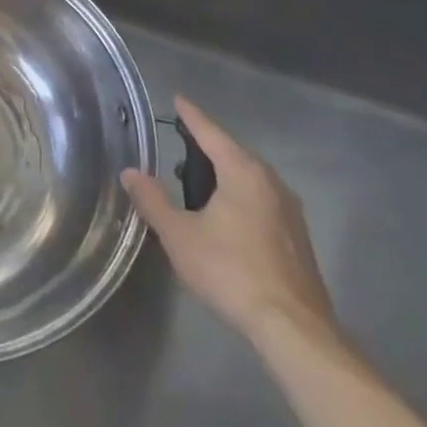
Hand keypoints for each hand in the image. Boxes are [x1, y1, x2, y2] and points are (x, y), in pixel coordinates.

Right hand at [122, 96, 337, 347]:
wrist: (293, 327)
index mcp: (243, 173)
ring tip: (197, 180)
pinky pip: (261, 199)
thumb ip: (153, 200)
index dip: (192, 116)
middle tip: (180, 143)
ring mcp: (289, 210)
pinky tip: (224, 214)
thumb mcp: (178, 234)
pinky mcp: (296, 236)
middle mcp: (271, 182)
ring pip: (250, 177)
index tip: (178, 99)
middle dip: (207, 146)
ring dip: (224, 172)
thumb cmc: (230, 270)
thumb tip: (130, 172)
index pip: (211, 133)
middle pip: (234, 152)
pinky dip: (238, 194)